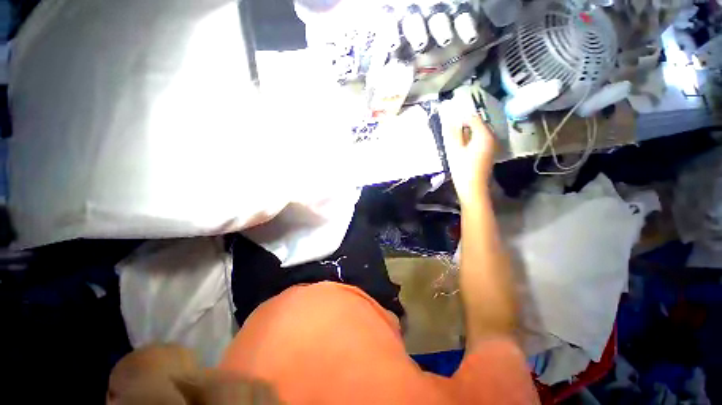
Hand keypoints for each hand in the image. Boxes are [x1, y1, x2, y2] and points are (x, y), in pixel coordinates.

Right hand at [443, 113, 495, 205]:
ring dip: (466, 136)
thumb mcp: (454, 150)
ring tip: (456, 145)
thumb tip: (448, 119)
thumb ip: (452, 133)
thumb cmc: (462, 169)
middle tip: (452, 137)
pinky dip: (471, 143)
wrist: (473, 188)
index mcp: (484, 134)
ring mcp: (491, 146)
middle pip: (477, 126)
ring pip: (478, 135)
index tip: (450, 127)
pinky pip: (480, 142)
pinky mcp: (488, 154)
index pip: (473, 118)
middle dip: (464, 128)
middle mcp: (491, 137)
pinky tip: (463, 151)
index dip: (461, 120)